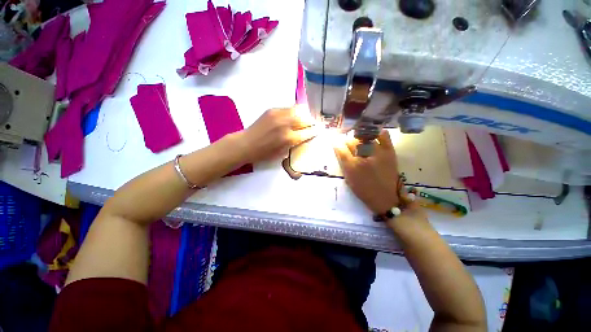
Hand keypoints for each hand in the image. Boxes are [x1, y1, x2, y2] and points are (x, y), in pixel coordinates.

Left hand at [240, 106, 317, 162]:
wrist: (246, 144)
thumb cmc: (264, 153)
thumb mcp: (282, 153)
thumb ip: (295, 143)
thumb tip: (304, 135)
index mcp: (289, 138)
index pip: (308, 132)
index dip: (315, 131)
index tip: (319, 130)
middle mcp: (285, 124)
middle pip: (305, 118)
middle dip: (311, 122)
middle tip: (311, 125)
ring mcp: (278, 115)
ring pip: (298, 110)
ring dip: (303, 115)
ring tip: (302, 119)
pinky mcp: (272, 110)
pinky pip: (288, 108)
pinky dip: (293, 113)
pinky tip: (291, 118)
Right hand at [334, 130, 401, 214]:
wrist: (385, 198)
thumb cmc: (363, 190)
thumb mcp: (348, 179)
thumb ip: (343, 163)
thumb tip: (339, 149)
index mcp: (352, 166)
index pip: (341, 148)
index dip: (337, 144)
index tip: (336, 142)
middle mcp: (363, 157)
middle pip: (352, 142)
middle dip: (348, 143)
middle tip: (349, 146)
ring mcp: (378, 153)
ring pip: (365, 138)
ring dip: (360, 139)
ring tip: (360, 142)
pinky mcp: (389, 152)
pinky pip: (384, 137)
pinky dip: (379, 134)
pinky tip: (374, 135)